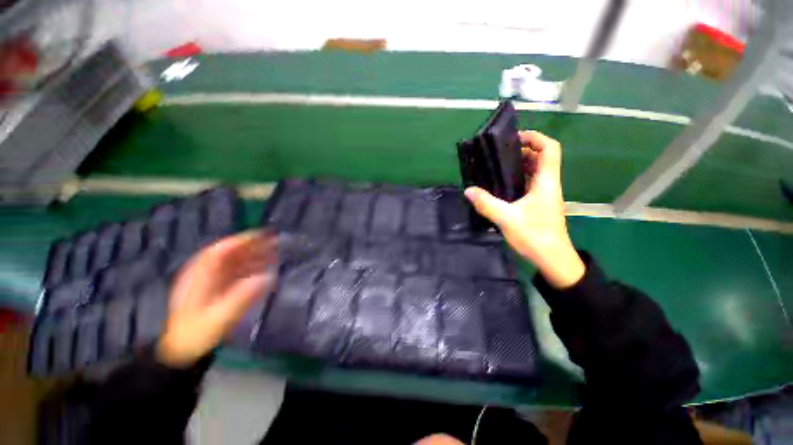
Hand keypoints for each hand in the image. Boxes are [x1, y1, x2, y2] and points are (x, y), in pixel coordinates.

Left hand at [157, 231, 277, 366]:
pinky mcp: (216, 286)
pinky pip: (235, 270)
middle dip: (252, 245)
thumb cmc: (198, 333)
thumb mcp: (221, 317)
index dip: (242, 241)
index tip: (263, 235)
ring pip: (233, 260)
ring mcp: (210, 279)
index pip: (221, 250)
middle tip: (275, 242)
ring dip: (254, 255)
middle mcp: (204, 272)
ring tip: (274, 253)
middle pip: (229, 253)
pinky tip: (264, 268)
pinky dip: (250, 266)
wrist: (183, 349)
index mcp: (200, 276)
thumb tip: (268, 277)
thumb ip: (243, 296)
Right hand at [464, 131, 584, 288]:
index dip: (535, 138)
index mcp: (546, 182)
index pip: (550, 149)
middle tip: (498, 154)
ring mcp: (544, 195)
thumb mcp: (507, 219)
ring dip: (518, 165)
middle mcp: (548, 184)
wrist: (552, 259)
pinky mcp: (538, 204)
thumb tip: (468, 190)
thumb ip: (487, 203)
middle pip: (541, 158)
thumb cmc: (535, 236)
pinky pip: (529, 184)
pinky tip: (500, 186)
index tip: (514, 138)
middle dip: (522, 151)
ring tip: (496, 167)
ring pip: (534, 171)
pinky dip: (517, 179)